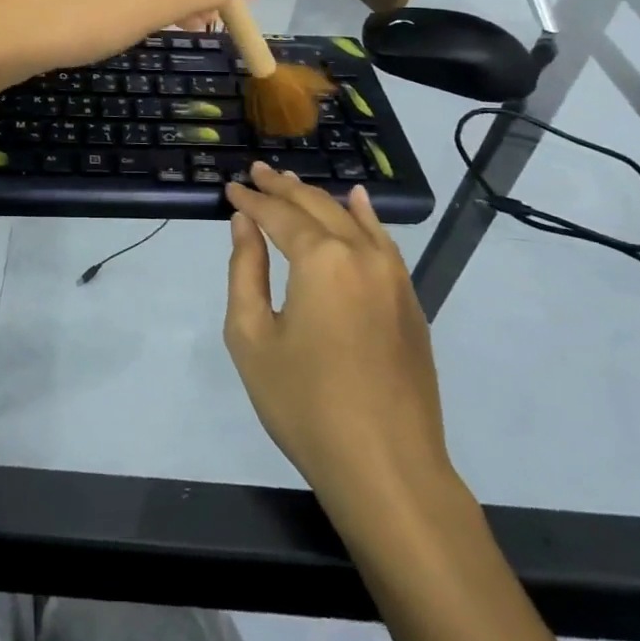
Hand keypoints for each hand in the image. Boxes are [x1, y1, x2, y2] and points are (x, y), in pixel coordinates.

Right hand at [224, 164, 452, 514]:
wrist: (388, 468)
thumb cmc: (305, 404)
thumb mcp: (252, 337)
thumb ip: (245, 270)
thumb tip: (243, 224)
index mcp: (321, 259)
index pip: (278, 215)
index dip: (251, 201)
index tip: (229, 188)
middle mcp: (361, 254)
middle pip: (317, 207)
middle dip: (283, 188)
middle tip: (257, 172)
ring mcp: (393, 277)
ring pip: (352, 219)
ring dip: (319, 198)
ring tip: (291, 182)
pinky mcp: (410, 301)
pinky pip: (383, 243)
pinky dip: (365, 218)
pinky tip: (357, 203)